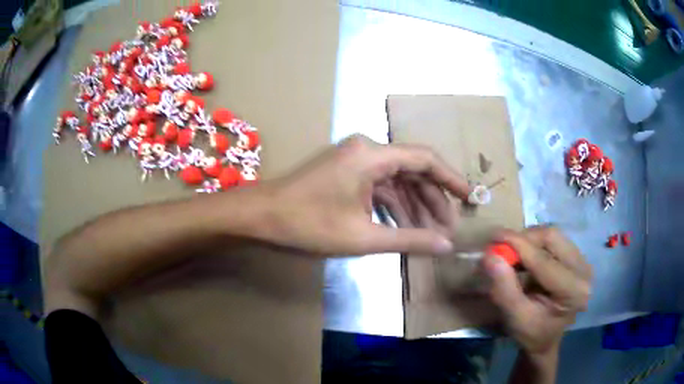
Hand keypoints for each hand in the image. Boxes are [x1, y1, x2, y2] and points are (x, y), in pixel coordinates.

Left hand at [258, 134, 471, 255]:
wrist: (261, 217)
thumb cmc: (308, 224)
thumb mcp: (363, 236)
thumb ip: (409, 239)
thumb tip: (446, 245)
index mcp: (372, 155)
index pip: (425, 159)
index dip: (451, 178)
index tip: (469, 198)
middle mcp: (367, 150)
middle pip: (412, 171)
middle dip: (432, 200)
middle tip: (448, 228)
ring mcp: (355, 161)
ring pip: (396, 181)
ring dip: (413, 206)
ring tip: (431, 233)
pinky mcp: (346, 174)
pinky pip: (379, 187)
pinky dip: (393, 207)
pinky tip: (404, 228)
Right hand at [482, 226, 591, 355]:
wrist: (546, 339)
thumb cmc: (531, 333)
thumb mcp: (515, 317)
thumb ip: (504, 288)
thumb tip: (490, 256)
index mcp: (573, 290)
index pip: (544, 260)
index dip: (519, 246)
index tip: (494, 237)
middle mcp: (583, 270)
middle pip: (552, 238)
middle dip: (525, 240)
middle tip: (503, 249)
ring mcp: (582, 261)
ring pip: (552, 235)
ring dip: (529, 241)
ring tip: (514, 256)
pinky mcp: (577, 257)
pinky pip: (554, 240)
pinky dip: (535, 244)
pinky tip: (526, 258)